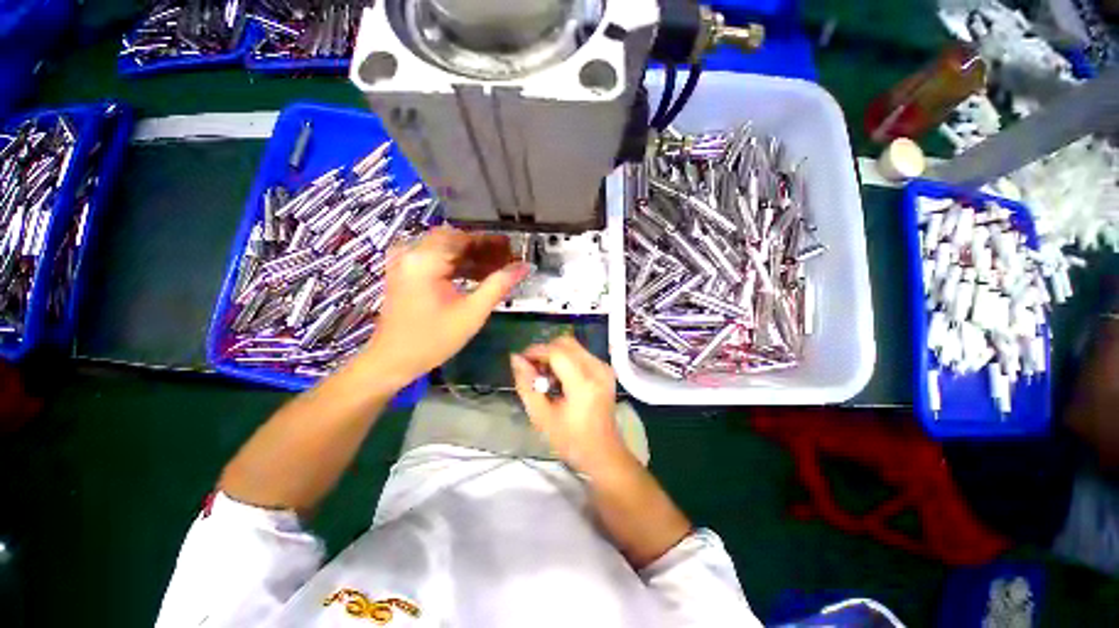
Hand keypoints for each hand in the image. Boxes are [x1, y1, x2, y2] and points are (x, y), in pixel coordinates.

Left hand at [361, 227, 528, 388]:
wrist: (393, 360)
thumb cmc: (433, 339)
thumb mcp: (472, 313)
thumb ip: (499, 285)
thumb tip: (524, 267)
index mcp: (425, 259)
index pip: (464, 237)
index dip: (491, 242)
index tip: (513, 250)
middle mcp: (412, 253)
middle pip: (455, 240)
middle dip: (484, 249)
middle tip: (508, 260)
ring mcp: (407, 262)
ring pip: (448, 249)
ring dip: (473, 257)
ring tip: (498, 269)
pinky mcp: (407, 272)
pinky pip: (438, 260)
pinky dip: (459, 265)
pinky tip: (479, 276)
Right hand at [510, 336, 630, 475]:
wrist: (604, 453)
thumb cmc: (571, 440)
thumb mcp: (541, 417)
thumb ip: (526, 385)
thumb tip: (515, 358)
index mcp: (583, 383)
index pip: (556, 352)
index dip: (535, 351)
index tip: (520, 361)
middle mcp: (597, 369)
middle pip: (565, 343)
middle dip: (545, 351)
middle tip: (533, 371)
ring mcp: (604, 368)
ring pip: (573, 346)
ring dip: (555, 355)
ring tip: (546, 378)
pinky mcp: (606, 370)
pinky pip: (581, 353)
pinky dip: (566, 360)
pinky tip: (560, 379)